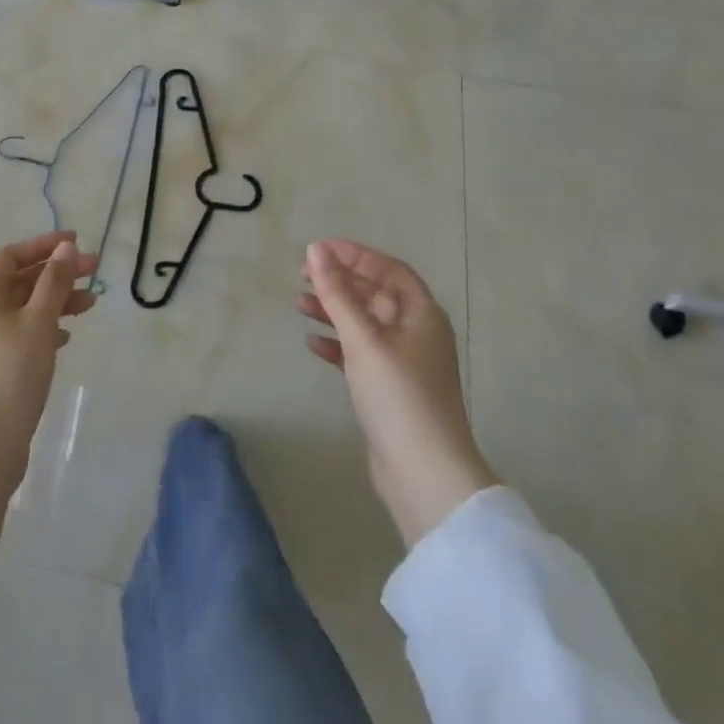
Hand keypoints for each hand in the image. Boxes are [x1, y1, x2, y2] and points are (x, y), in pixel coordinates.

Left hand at [0, 232, 97, 538]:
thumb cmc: (12, 372)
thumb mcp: (39, 321)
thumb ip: (54, 282)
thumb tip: (66, 247)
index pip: (12, 256)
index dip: (43, 245)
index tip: (77, 243)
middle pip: (23, 281)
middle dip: (58, 273)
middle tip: (96, 271)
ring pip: (27, 308)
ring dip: (57, 301)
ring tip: (91, 305)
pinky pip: (26, 334)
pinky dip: (48, 328)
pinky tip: (66, 337)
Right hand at [300, 239, 497, 548]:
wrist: (424, 473)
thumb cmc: (398, 395)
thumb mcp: (363, 338)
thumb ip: (337, 293)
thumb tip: (316, 250)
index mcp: (421, 313)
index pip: (387, 269)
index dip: (354, 255)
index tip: (317, 250)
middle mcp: (416, 332)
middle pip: (375, 294)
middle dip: (339, 282)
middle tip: (301, 276)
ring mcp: (404, 362)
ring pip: (364, 323)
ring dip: (334, 311)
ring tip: (299, 305)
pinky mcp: (389, 388)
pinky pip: (360, 353)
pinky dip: (337, 344)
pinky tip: (313, 344)